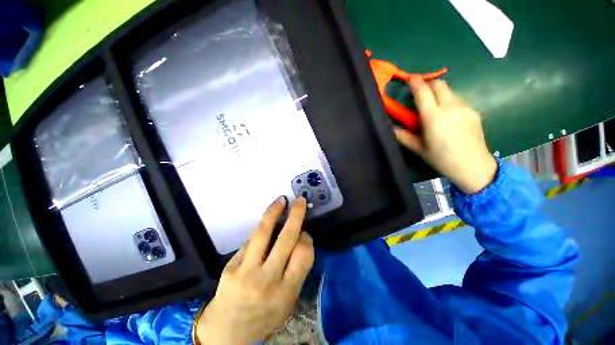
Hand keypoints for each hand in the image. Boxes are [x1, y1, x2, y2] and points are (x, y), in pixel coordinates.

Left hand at [195, 197, 313, 344]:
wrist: (227, 331)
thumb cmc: (264, 316)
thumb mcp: (288, 300)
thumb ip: (296, 270)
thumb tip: (300, 237)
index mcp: (286, 292)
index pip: (304, 254)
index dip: (306, 238)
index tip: (304, 233)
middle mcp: (267, 281)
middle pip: (286, 239)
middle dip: (296, 216)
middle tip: (300, 201)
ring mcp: (246, 272)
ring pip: (264, 233)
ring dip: (274, 212)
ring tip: (281, 200)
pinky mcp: (231, 267)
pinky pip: (251, 241)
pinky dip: (261, 228)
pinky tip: (267, 222)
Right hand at [394, 78, 496, 193]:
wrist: (473, 166)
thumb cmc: (441, 159)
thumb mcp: (418, 149)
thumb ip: (403, 136)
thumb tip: (391, 127)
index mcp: (434, 118)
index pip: (423, 93)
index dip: (416, 83)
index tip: (410, 78)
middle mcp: (451, 108)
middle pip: (439, 85)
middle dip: (428, 84)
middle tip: (420, 93)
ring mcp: (465, 108)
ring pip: (449, 91)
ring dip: (438, 93)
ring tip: (432, 107)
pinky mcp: (473, 111)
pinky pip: (457, 100)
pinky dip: (448, 101)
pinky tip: (446, 116)